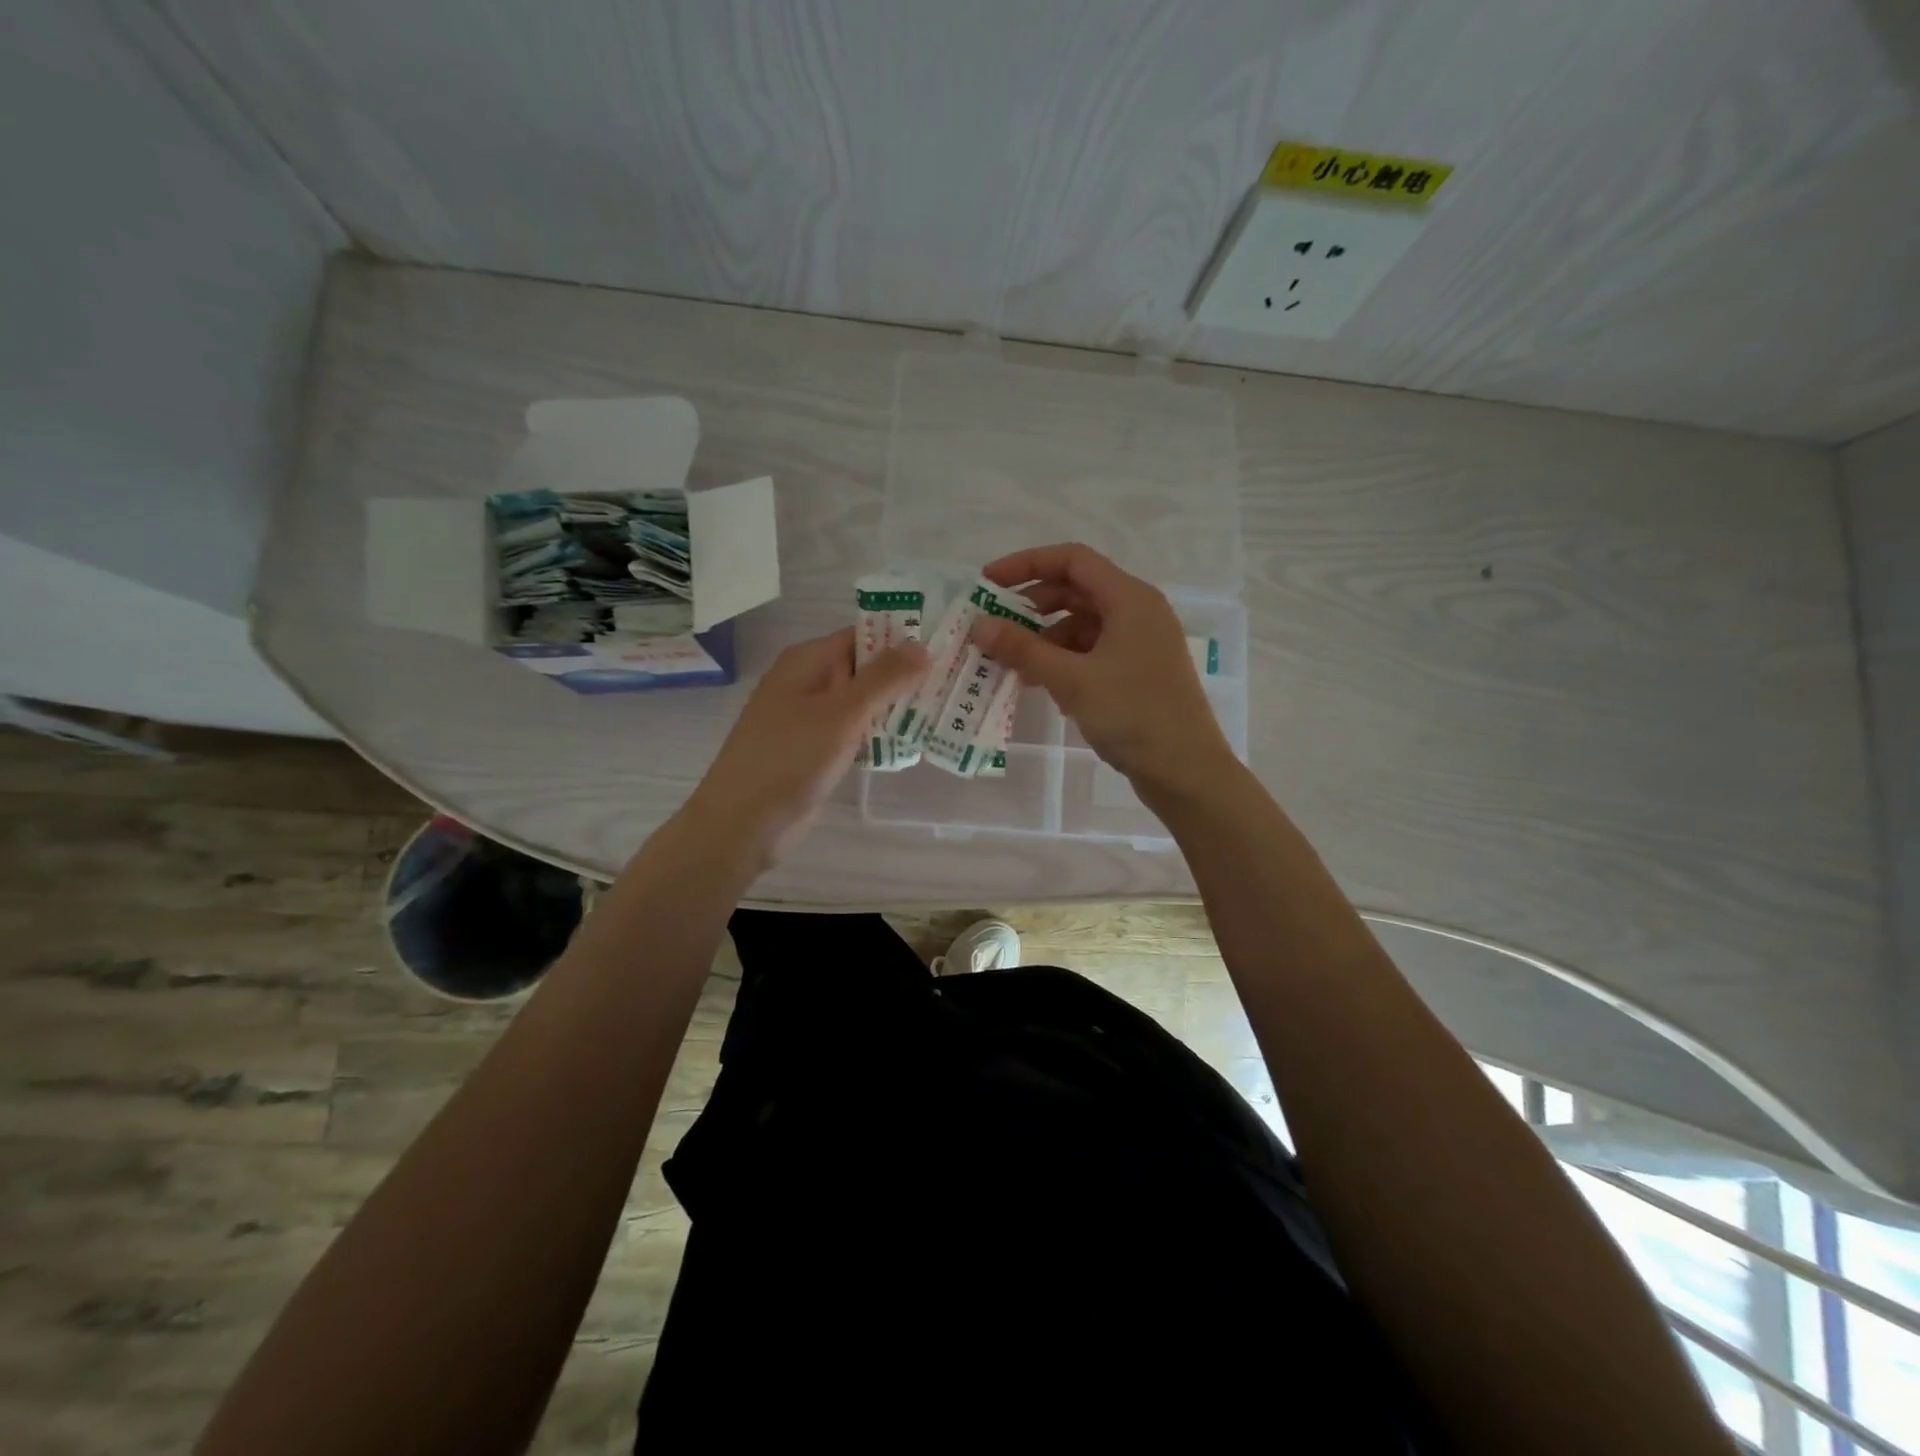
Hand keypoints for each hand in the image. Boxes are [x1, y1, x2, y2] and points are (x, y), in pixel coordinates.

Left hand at [682, 628, 927, 869]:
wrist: (744, 823)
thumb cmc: (790, 759)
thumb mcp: (842, 713)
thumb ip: (884, 678)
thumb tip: (922, 645)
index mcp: (807, 662)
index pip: (862, 636)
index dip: (902, 640)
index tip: (946, 649)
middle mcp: (808, 683)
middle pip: (865, 668)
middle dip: (905, 676)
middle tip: (956, 683)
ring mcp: (811, 718)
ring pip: (862, 703)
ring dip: (896, 707)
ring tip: (945, 710)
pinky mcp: (816, 751)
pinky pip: (855, 732)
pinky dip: (880, 734)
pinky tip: (913, 743)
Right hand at [972, 543, 1235, 796]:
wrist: (1185, 770)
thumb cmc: (1133, 714)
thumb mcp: (1072, 680)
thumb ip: (1023, 649)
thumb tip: (979, 625)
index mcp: (1130, 599)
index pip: (1072, 560)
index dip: (1026, 563)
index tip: (988, 582)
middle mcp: (1138, 612)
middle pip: (1075, 591)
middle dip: (1031, 606)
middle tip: (994, 627)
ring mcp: (1140, 643)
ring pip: (1082, 625)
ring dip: (1044, 639)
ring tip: (1013, 666)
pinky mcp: (1137, 671)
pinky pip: (1092, 652)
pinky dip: (1064, 661)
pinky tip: (1043, 686)